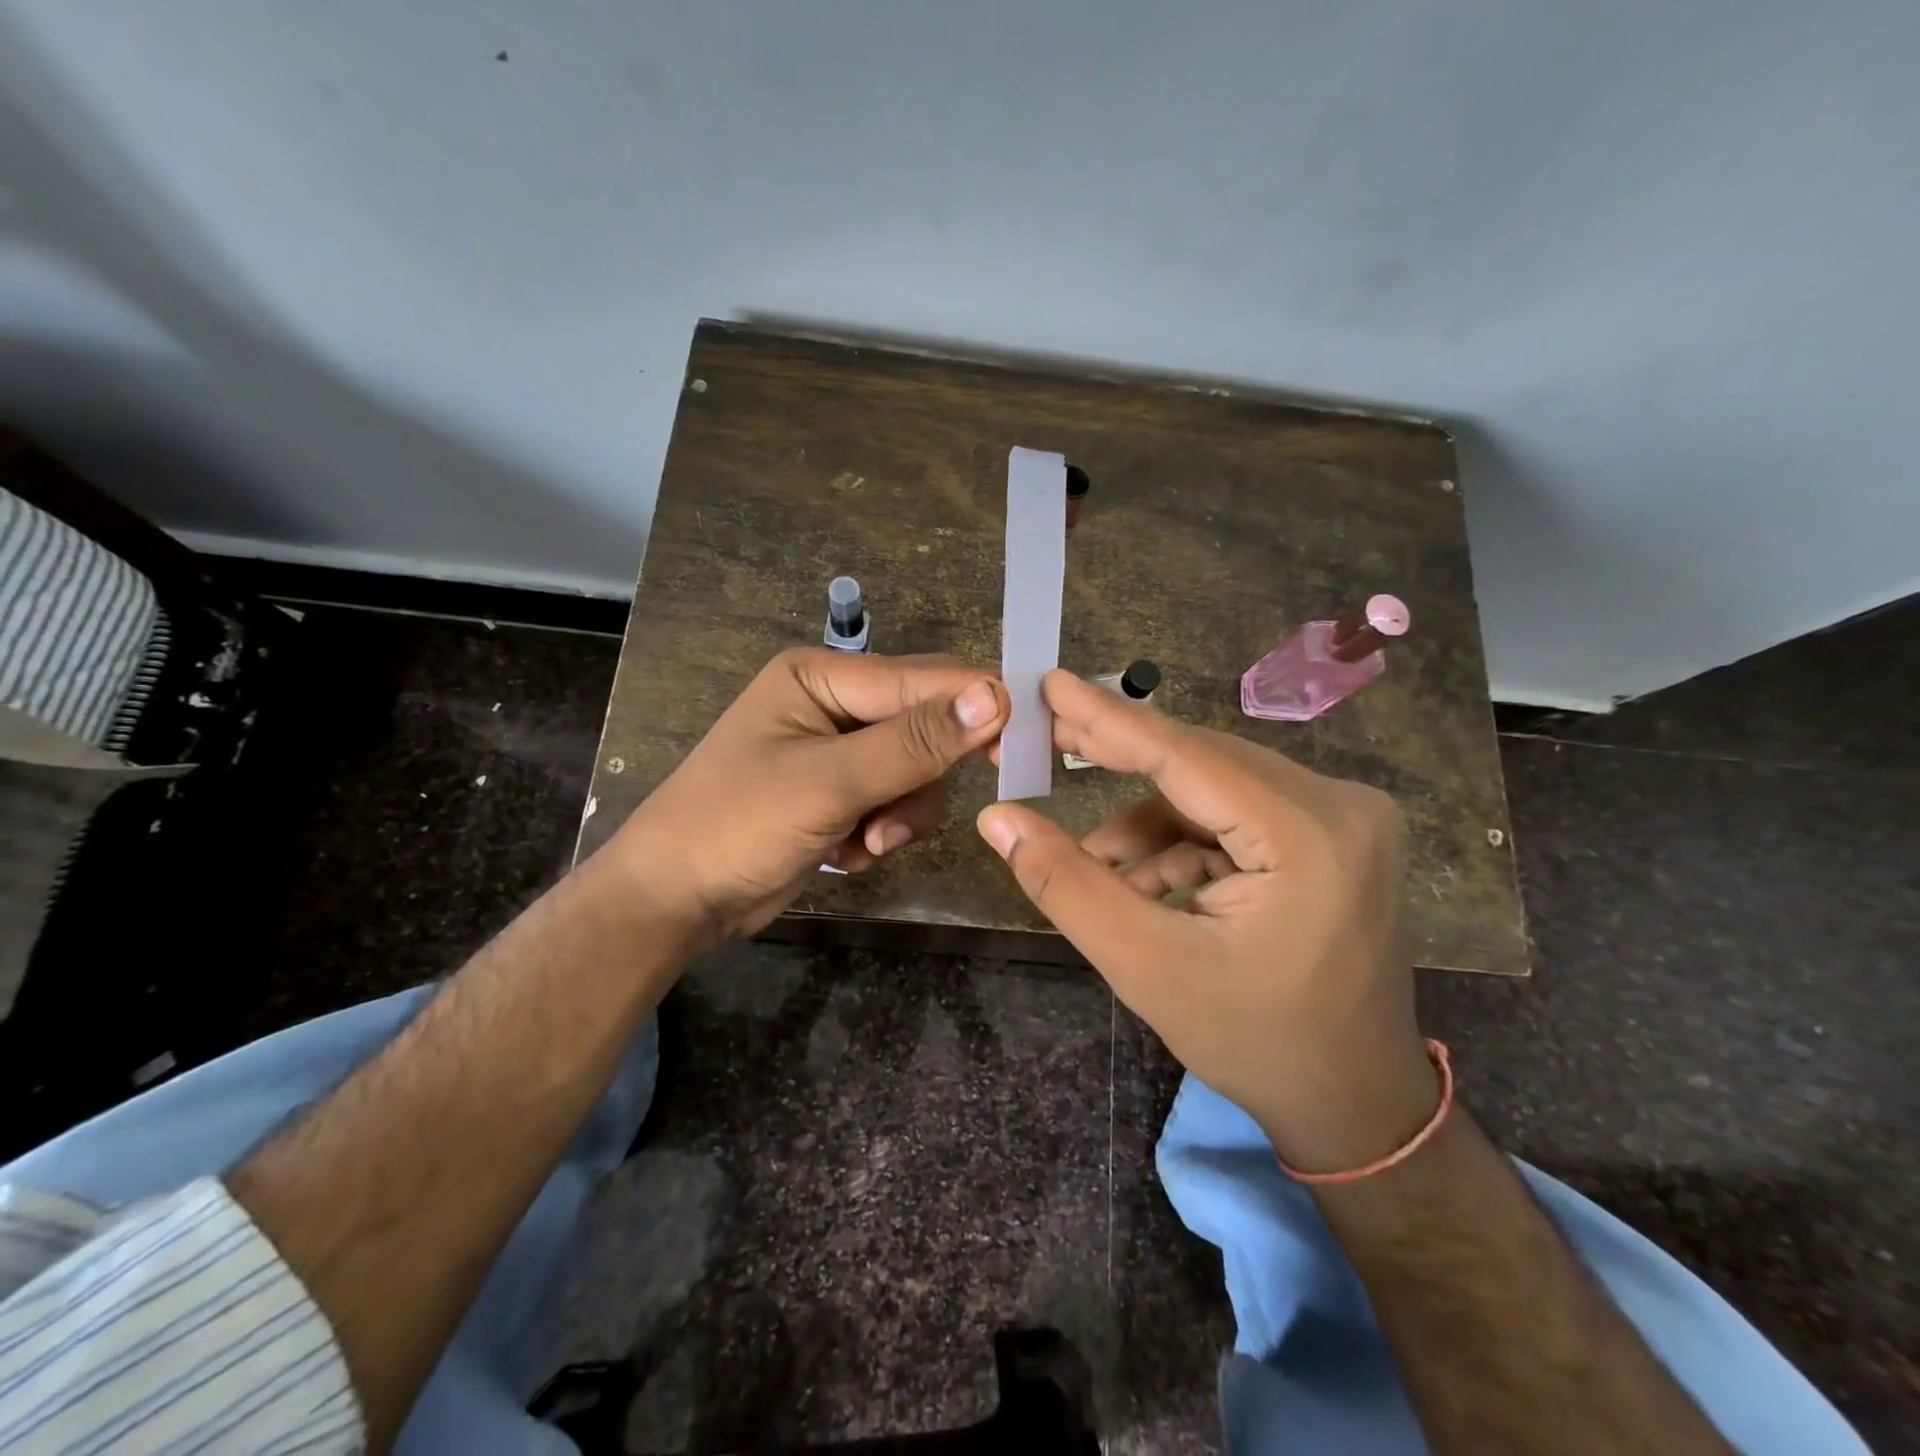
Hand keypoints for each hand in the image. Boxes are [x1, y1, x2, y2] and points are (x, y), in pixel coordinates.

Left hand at [609, 648, 1008, 951]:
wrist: (673, 901)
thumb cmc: (738, 825)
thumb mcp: (830, 782)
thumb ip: (915, 741)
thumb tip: (996, 694)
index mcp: (821, 677)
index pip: (922, 679)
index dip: (975, 708)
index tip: (1019, 745)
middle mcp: (833, 705)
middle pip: (924, 729)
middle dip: (919, 780)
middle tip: (897, 820)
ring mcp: (836, 753)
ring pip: (915, 773)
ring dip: (900, 814)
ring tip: (866, 842)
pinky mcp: (838, 795)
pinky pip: (893, 803)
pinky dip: (880, 832)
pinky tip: (846, 853)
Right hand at [975, 670, 1436, 1172]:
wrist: (1354, 1104)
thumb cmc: (1254, 1043)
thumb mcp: (1145, 966)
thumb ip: (1067, 885)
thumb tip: (998, 818)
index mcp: (1309, 834)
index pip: (1186, 755)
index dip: (1108, 718)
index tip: (1049, 683)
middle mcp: (1340, 805)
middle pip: (1202, 764)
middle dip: (1120, 763)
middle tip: (1045, 745)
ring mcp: (1345, 818)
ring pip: (1214, 789)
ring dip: (1149, 824)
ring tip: (1099, 870)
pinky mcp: (1334, 835)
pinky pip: (1238, 815)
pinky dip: (1184, 843)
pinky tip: (1149, 887)